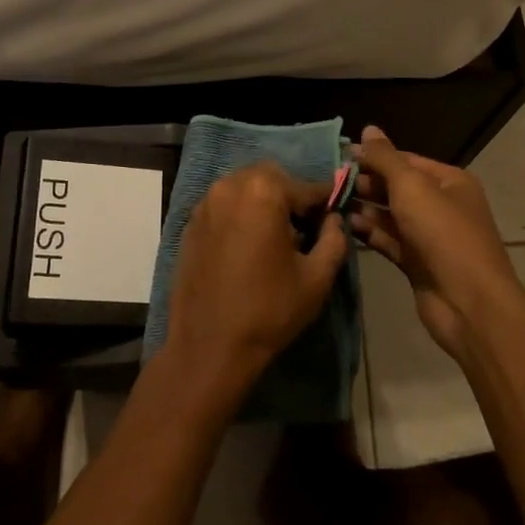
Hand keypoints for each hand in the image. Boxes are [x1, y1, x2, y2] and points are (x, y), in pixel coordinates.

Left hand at [162, 164, 349, 405]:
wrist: (208, 346)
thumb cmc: (269, 310)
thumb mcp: (316, 278)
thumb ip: (334, 239)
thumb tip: (334, 219)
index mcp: (263, 192)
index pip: (306, 187)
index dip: (325, 203)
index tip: (334, 217)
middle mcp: (229, 186)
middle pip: (271, 178)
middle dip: (290, 196)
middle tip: (303, 229)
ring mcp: (205, 203)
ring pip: (244, 188)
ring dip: (263, 203)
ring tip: (275, 239)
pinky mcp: (190, 223)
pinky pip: (223, 206)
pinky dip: (240, 215)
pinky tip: (248, 247)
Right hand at [351, 126, 519, 356]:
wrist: (469, 303)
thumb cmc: (442, 233)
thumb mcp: (411, 186)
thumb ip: (385, 158)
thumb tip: (368, 129)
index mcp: (450, 181)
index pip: (405, 160)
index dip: (373, 156)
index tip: (338, 156)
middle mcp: (442, 205)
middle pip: (397, 187)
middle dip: (366, 183)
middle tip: (330, 181)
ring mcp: (430, 237)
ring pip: (391, 215)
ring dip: (364, 208)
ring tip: (332, 202)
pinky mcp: (418, 263)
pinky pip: (390, 241)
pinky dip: (370, 233)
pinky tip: (346, 226)